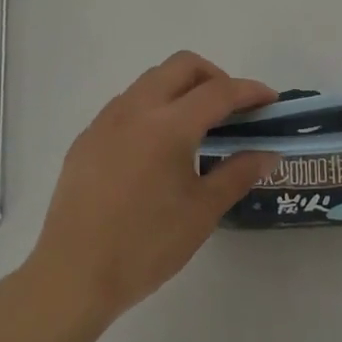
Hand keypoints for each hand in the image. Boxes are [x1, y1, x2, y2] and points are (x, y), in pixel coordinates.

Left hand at [26, 52, 279, 323]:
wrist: (72, 275)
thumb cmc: (144, 246)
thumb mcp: (201, 213)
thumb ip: (237, 174)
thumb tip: (267, 153)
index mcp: (169, 125)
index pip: (219, 91)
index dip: (249, 91)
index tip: (270, 99)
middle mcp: (137, 108)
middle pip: (183, 66)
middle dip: (214, 76)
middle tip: (232, 108)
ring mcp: (107, 118)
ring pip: (152, 79)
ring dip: (181, 87)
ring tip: (196, 125)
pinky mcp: (88, 135)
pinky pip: (128, 102)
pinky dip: (153, 106)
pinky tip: (156, 146)